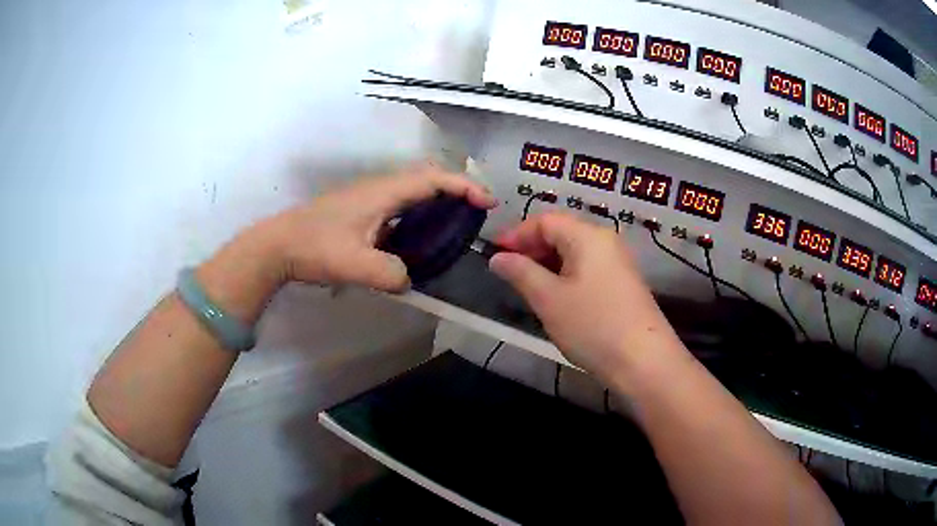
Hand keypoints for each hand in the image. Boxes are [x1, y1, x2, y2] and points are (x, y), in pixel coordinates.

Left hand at [261, 164, 495, 290]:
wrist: (278, 245)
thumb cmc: (314, 247)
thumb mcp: (354, 265)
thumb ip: (390, 275)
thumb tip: (409, 280)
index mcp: (383, 193)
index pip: (433, 179)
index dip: (465, 187)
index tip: (487, 203)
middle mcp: (380, 188)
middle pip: (427, 178)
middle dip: (457, 189)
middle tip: (477, 212)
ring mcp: (369, 198)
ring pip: (413, 190)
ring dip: (439, 200)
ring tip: (456, 223)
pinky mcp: (361, 211)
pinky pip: (401, 205)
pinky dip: (420, 213)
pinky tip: (420, 237)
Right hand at [489, 212, 682, 378]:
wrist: (644, 360)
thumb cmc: (593, 325)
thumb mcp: (549, 299)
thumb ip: (520, 272)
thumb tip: (497, 257)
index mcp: (588, 236)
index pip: (545, 221)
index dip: (516, 234)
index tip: (493, 255)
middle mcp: (606, 241)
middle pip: (561, 232)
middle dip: (531, 249)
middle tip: (508, 273)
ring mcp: (618, 262)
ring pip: (574, 252)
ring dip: (547, 264)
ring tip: (528, 288)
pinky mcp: (623, 282)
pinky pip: (587, 268)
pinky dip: (565, 275)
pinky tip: (556, 298)